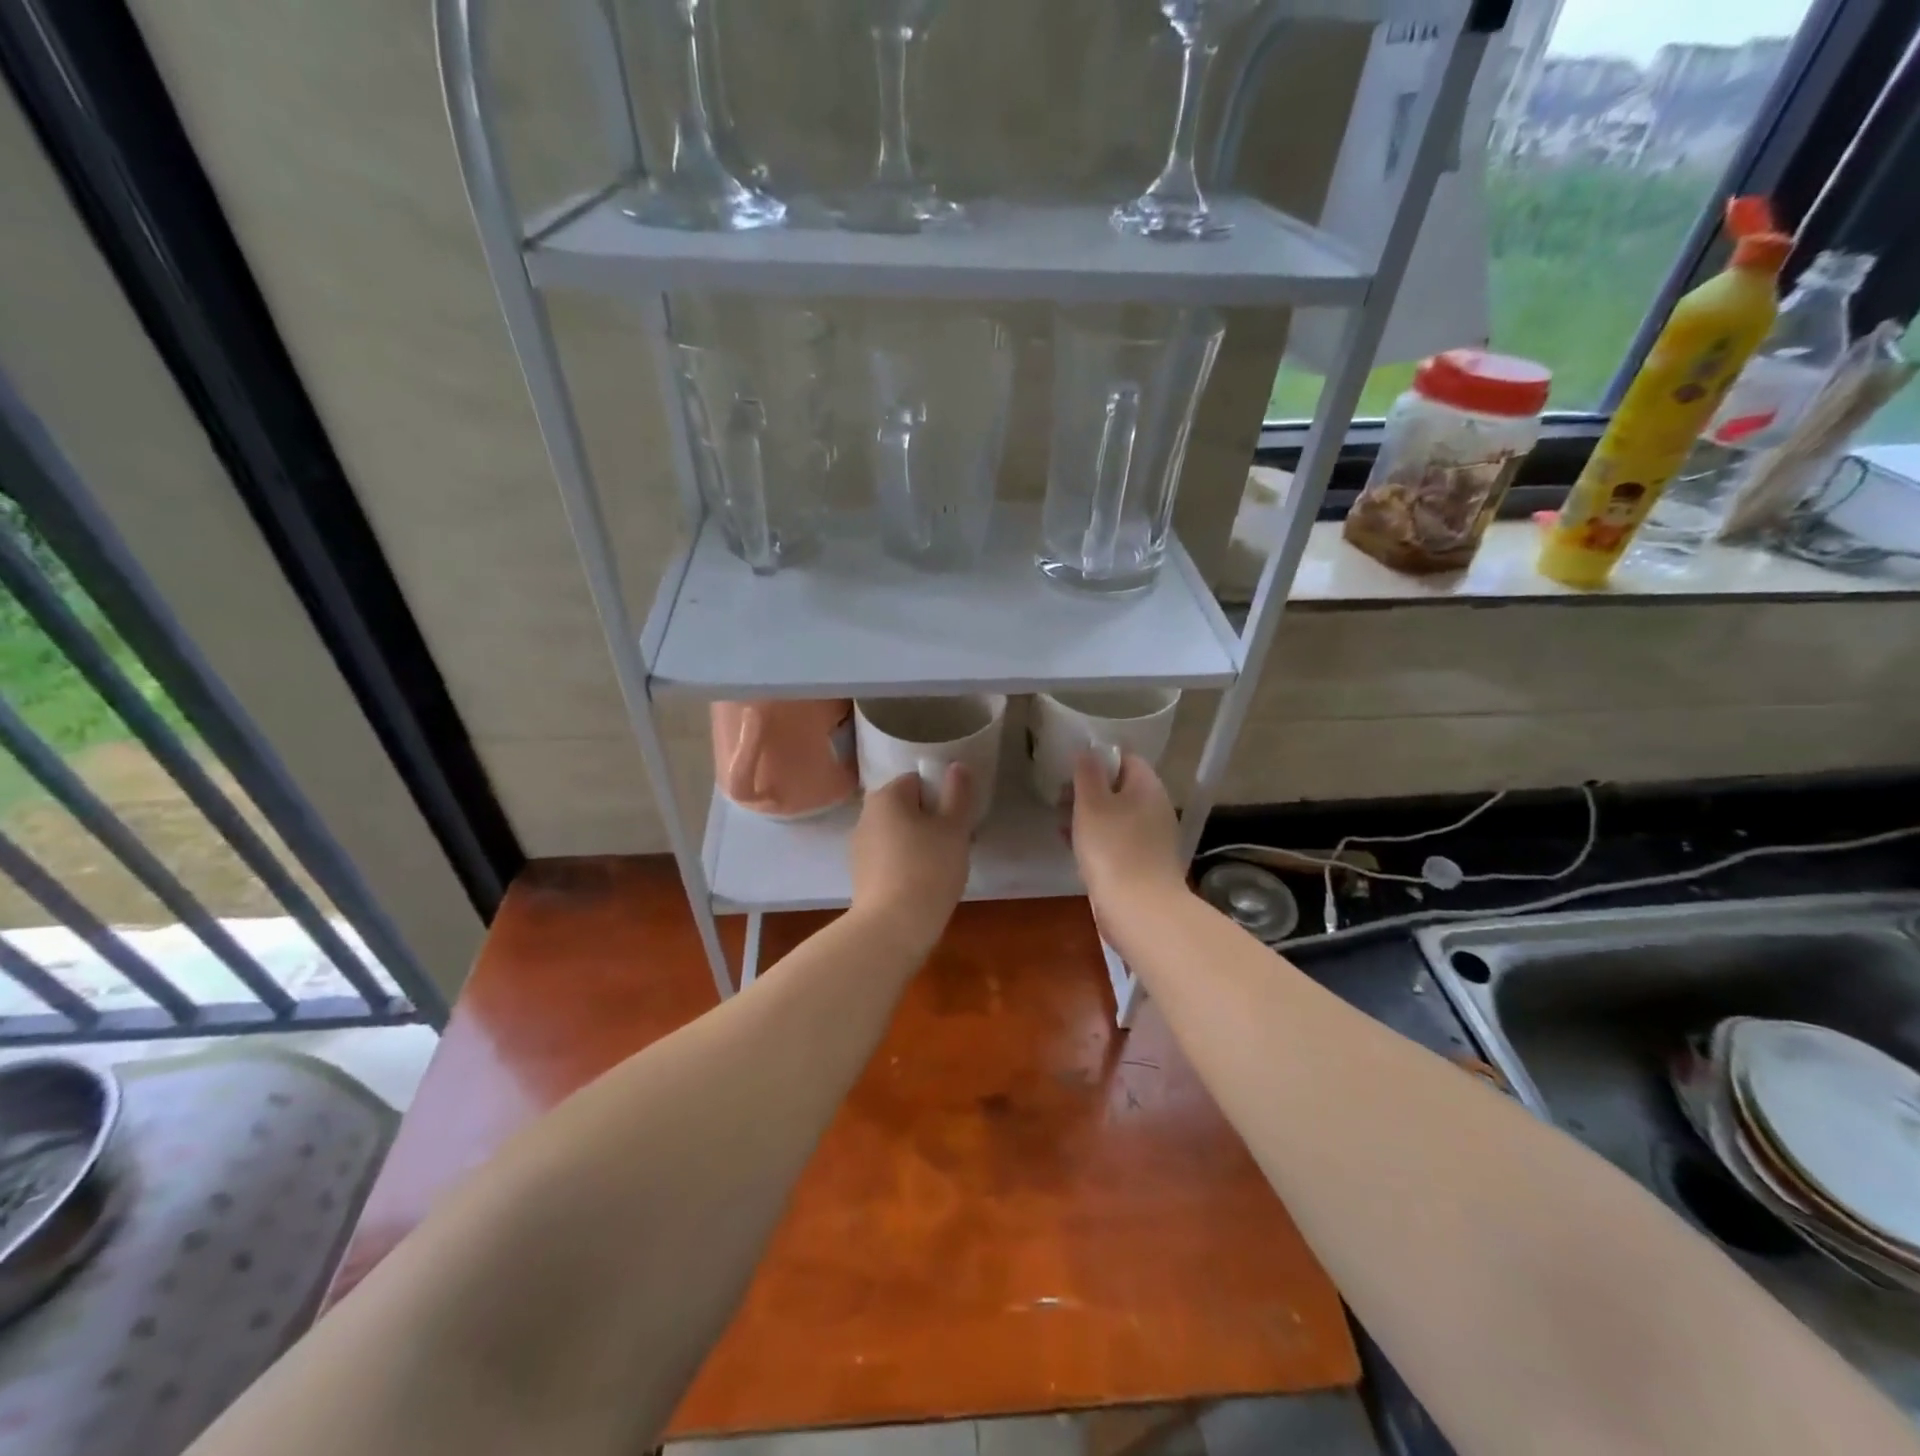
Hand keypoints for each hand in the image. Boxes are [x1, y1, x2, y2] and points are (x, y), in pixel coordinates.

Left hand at [848, 765, 974, 946]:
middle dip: (932, 821)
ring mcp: (860, 847)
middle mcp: (866, 815)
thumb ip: (958, 793)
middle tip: (956, 844)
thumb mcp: (954, 828)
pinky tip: (924, 885)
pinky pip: (890, 858)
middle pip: (908, 807)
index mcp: (886, 796)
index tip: (958, 822)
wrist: (893, 927)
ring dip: (920, 843)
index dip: (943, 797)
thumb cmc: (928, 869)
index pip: (919, 781)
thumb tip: (957, 766)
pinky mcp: (861, 874)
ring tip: (943, 868)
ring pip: (899, 833)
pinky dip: (907, 864)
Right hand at [1070, 751, 1185, 920]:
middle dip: (1089, 791)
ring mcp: (1153, 838)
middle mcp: (1156, 808)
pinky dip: (1097, 840)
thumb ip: (1088, 773)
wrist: (1140, 910)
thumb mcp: (1091, 804)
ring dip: (1089, 817)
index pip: (1126, 759)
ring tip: (1061, 824)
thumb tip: (1089, 750)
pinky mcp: (1144, 864)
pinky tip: (1075, 849)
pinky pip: (1118, 841)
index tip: (1071, 770)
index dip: (1098, 759)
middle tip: (1060, 799)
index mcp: (1148, 788)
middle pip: (1120, 788)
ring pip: (1117, 816)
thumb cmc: (1112, 849)